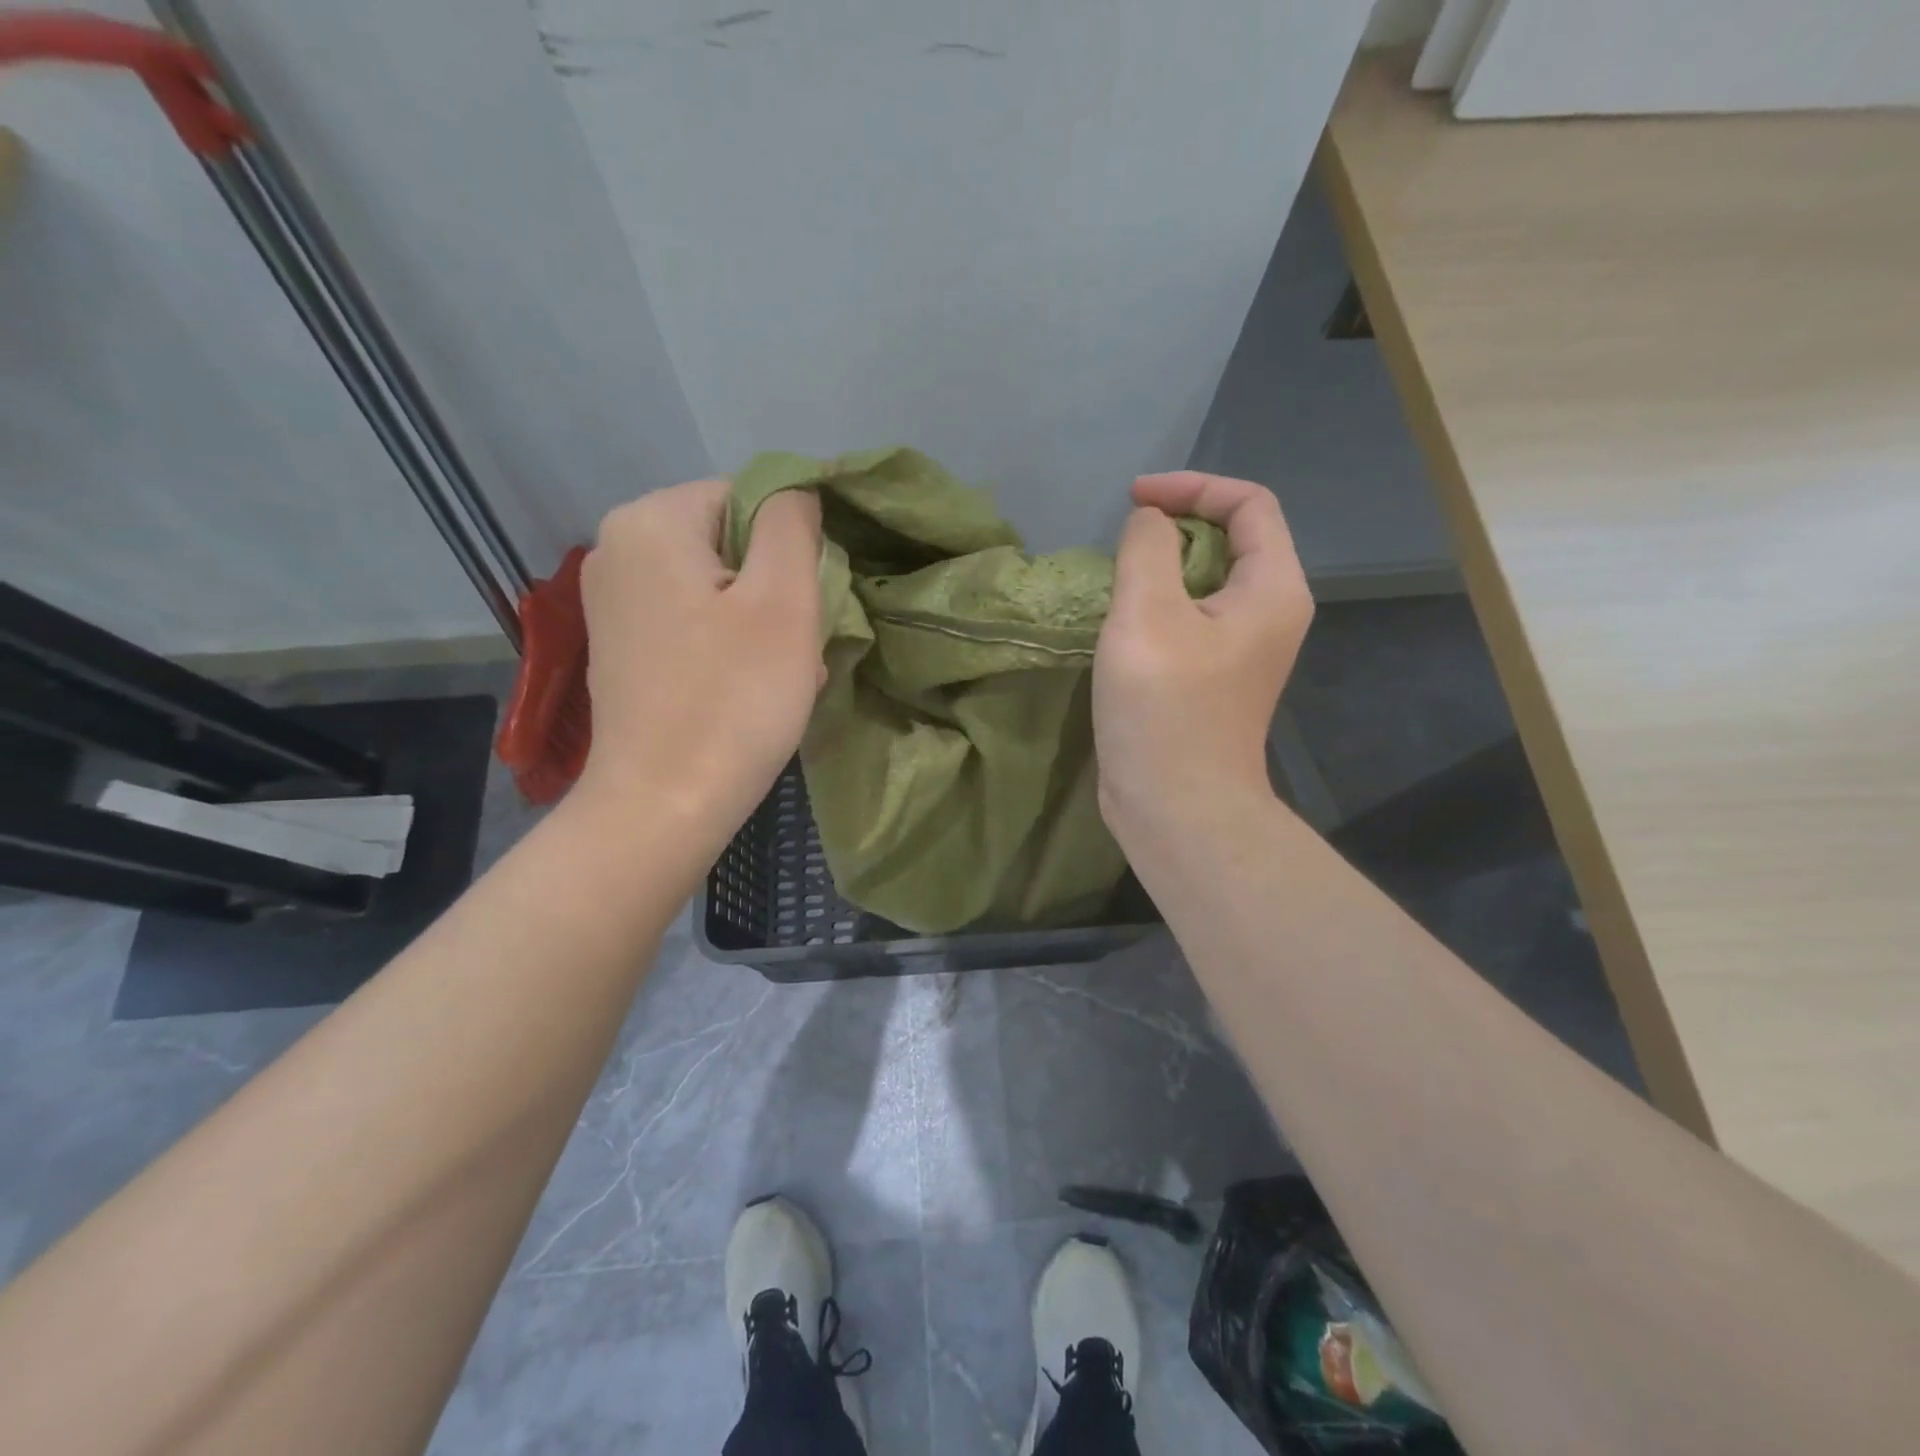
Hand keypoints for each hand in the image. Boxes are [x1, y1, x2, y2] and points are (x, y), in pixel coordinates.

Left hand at [577, 478, 822, 845]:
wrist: (663, 807)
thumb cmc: (732, 701)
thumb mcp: (784, 601)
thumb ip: (793, 525)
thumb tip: (795, 493)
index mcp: (649, 521)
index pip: (748, 497)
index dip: (792, 547)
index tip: (806, 607)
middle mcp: (617, 549)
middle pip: (730, 542)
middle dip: (776, 589)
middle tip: (798, 648)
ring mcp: (613, 602)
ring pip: (717, 586)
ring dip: (761, 623)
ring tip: (782, 675)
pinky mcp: (622, 647)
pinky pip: (693, 622)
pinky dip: (729, 645)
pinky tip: (747, 687)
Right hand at [1094, 471, 1312, 848]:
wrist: (1176, 807)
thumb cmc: (1165, 709)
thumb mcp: (1147, 615)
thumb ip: (1147, 549)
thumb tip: (1149, 524)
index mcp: (1272, 590)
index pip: (1249, 504)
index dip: (1192, 487)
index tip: (1134, 501)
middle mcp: (1268, 614)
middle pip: (1231, 539)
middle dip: (1175, 526)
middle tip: (1123, 542)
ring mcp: (1241, 650)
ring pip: (1205, 582)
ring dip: (1161, 568)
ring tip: (1116, 581)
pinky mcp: (1211, 678)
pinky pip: (1189, 619)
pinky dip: (1157, 606)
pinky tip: (1120, 623)